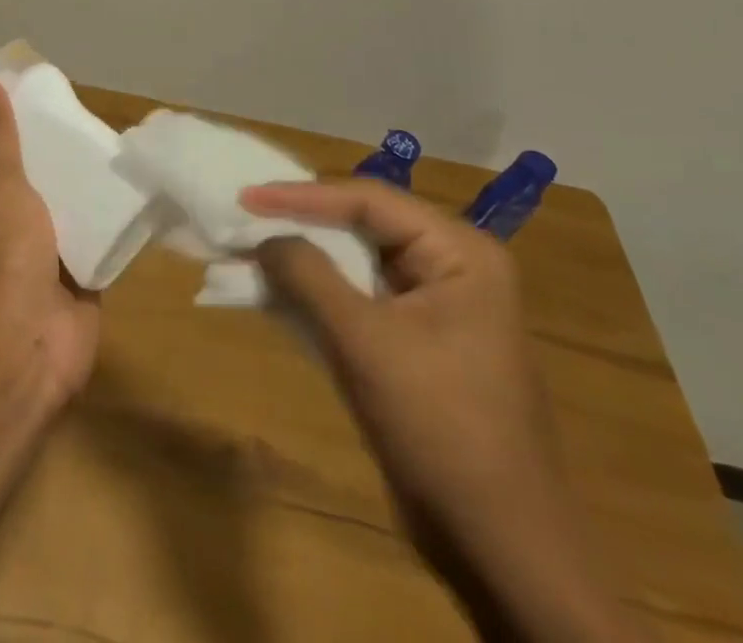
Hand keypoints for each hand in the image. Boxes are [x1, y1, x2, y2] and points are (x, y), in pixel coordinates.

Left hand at [0, 78, 96, 548]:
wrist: (28, 347)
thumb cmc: (6, 258)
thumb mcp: (0, 186)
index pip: (6, 156)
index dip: (27, 130)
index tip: (57, 103)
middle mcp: (15, 227)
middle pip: (44, 181)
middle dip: (68, 159)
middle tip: (104, 127)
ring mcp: (49, 256)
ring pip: (74, 211)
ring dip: (93, 191)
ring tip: (128, 155)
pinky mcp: (82, 279)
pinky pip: (100, 242)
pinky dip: (115, 224)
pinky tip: (141, 198)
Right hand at [243, 180, 646, 642]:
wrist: (499, 548)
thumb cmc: (439, 427)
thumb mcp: (365, 342)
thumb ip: (308, 275)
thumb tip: (264, 237)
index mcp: (459, 253)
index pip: (368, 200)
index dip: (301, 194)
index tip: (245, 196)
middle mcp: (453, 267)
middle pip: (363, 225)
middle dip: (301, 223)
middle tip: (244, 215)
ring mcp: (436, 306)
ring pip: (356, 262)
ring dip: (304, 259)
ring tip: (249, 248)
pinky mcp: (418, 342)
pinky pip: (359, 298)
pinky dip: (317, 294)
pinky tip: (275, 291)